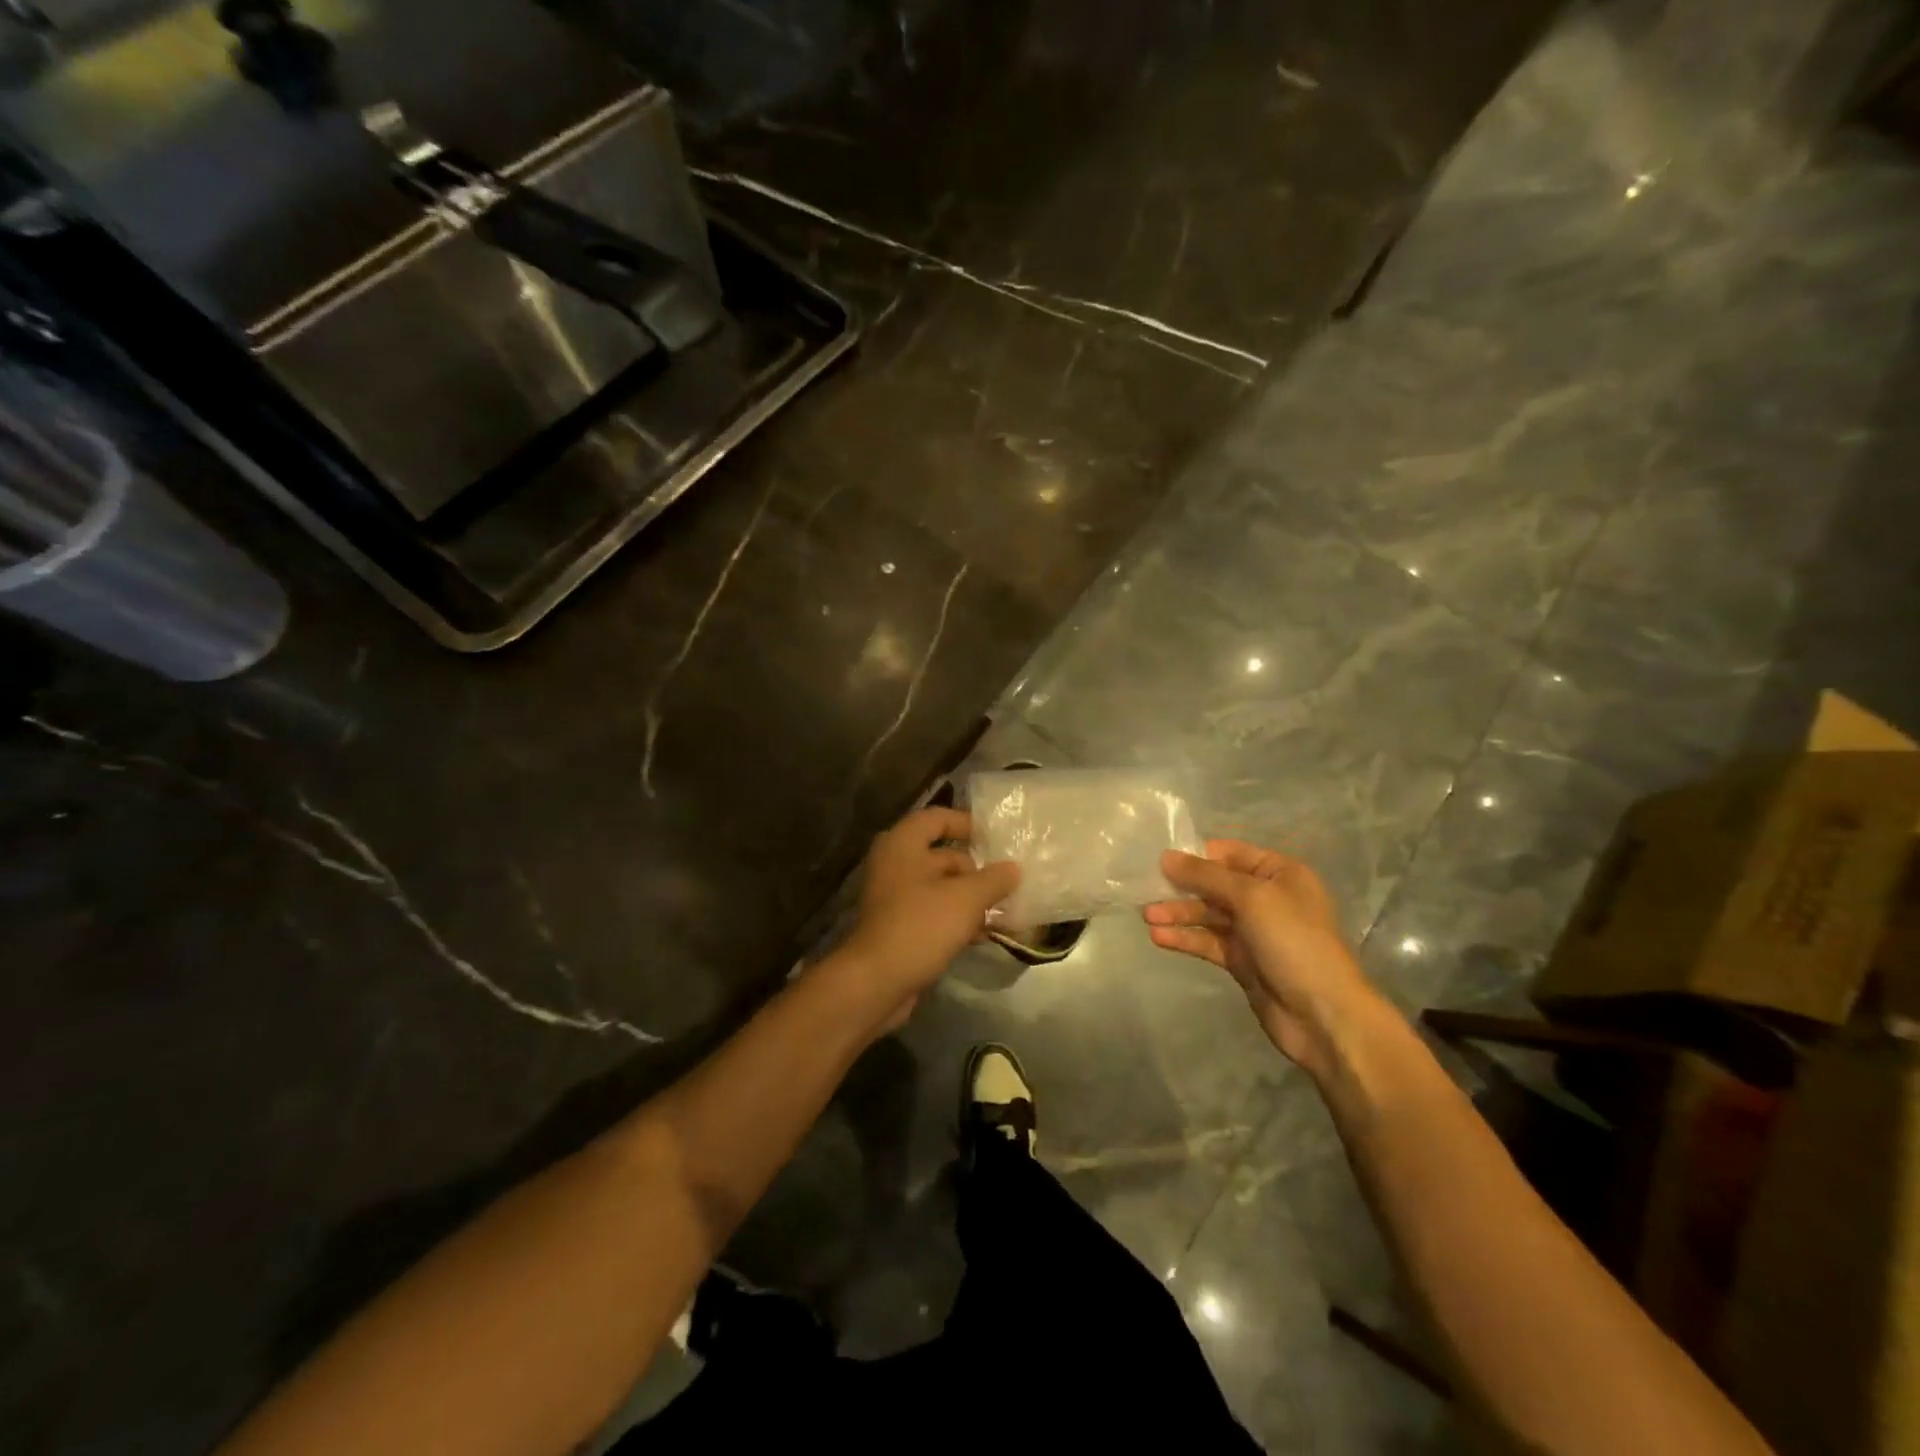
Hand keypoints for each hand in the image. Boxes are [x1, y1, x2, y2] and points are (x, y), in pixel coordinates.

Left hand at [837, 807, 1019, 1028]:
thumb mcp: (966, 898)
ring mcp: (894, 898)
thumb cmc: (920, 925)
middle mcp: (895, 864)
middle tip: (1008, 883)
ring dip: (970, 899)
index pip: (937, 818)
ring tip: (1004, 912)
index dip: (966, 823)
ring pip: (940, 888)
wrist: (876, 982)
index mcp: (903, 844)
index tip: (994, 839)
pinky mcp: (898, 927)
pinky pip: (933, 913)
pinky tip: (983, 935)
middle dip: (976, 871)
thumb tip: (1013, 868)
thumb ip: (993, 879)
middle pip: (942, 856)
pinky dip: (956, 919)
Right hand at [1143, 839, 1377, 1076]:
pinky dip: (1185, 938)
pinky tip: (1159, 938)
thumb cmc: (1294, 942)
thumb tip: (1166, 857)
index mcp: (1280, 873)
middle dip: (1182, 887)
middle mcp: (1268, 898)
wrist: (1324, 1015)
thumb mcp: (1251, 898)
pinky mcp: (1243, 961)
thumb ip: (1206, 876)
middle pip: (1216, 885)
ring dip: (1179, 914)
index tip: (1160, 858)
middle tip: (1145, 889)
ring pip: (1209, 915)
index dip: (1196, 855)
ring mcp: (1255, 932)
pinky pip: (1208, 942)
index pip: (1230, 854)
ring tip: (1147, 917)